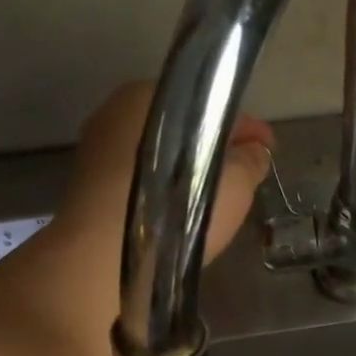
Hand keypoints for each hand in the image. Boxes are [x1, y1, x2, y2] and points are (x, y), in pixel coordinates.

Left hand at [58, 80, 273, 263]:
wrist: (102, 261)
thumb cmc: (171, 211)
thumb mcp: (231, 185)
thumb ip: (248, 163)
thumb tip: (255, 152)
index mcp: (148, 95)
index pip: (209, 102)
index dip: (244, 128)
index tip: (267, 149)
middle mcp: (116, 114)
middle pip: (182, 129)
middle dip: (213, 149)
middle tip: (244, 175)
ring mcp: (97, 152)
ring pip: (160, 157)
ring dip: (188, 174)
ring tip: (217, 201)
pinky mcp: (89, 190)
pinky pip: (140, 183)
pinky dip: (164, 193)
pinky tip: (182, 216)